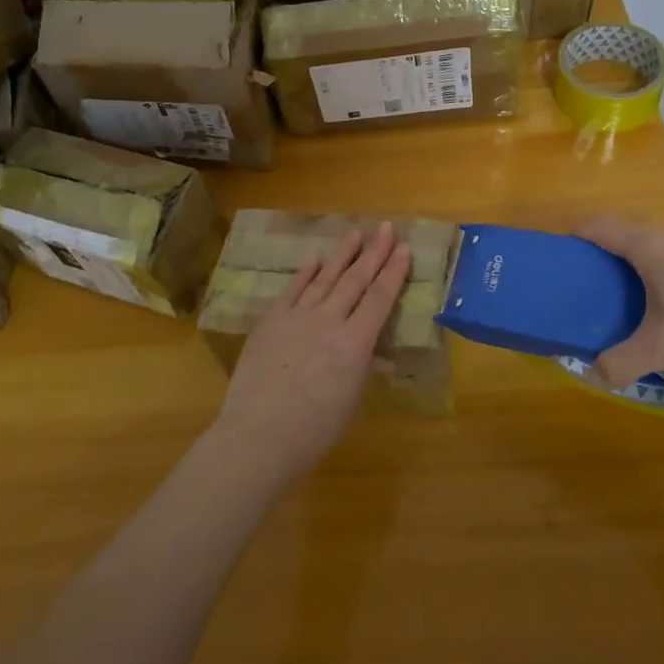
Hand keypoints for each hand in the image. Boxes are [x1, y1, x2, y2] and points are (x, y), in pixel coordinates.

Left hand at [215, 222, 412, 483]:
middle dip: (374, 252)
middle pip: (356, 280)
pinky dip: (305, 273)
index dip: (394, 272)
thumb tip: (370, 351)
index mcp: (355, 343)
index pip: (380, 298)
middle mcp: (329, 321)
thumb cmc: (314, 431)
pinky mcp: (271, 320)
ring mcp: (297, 317)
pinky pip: (292, 290)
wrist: (259, 435)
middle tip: (386, 228)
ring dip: (342, 255)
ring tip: (355, 234)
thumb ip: (361, 368)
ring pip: (325, 278)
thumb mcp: (350, 401)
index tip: (404, 248)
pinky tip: (315, 259)